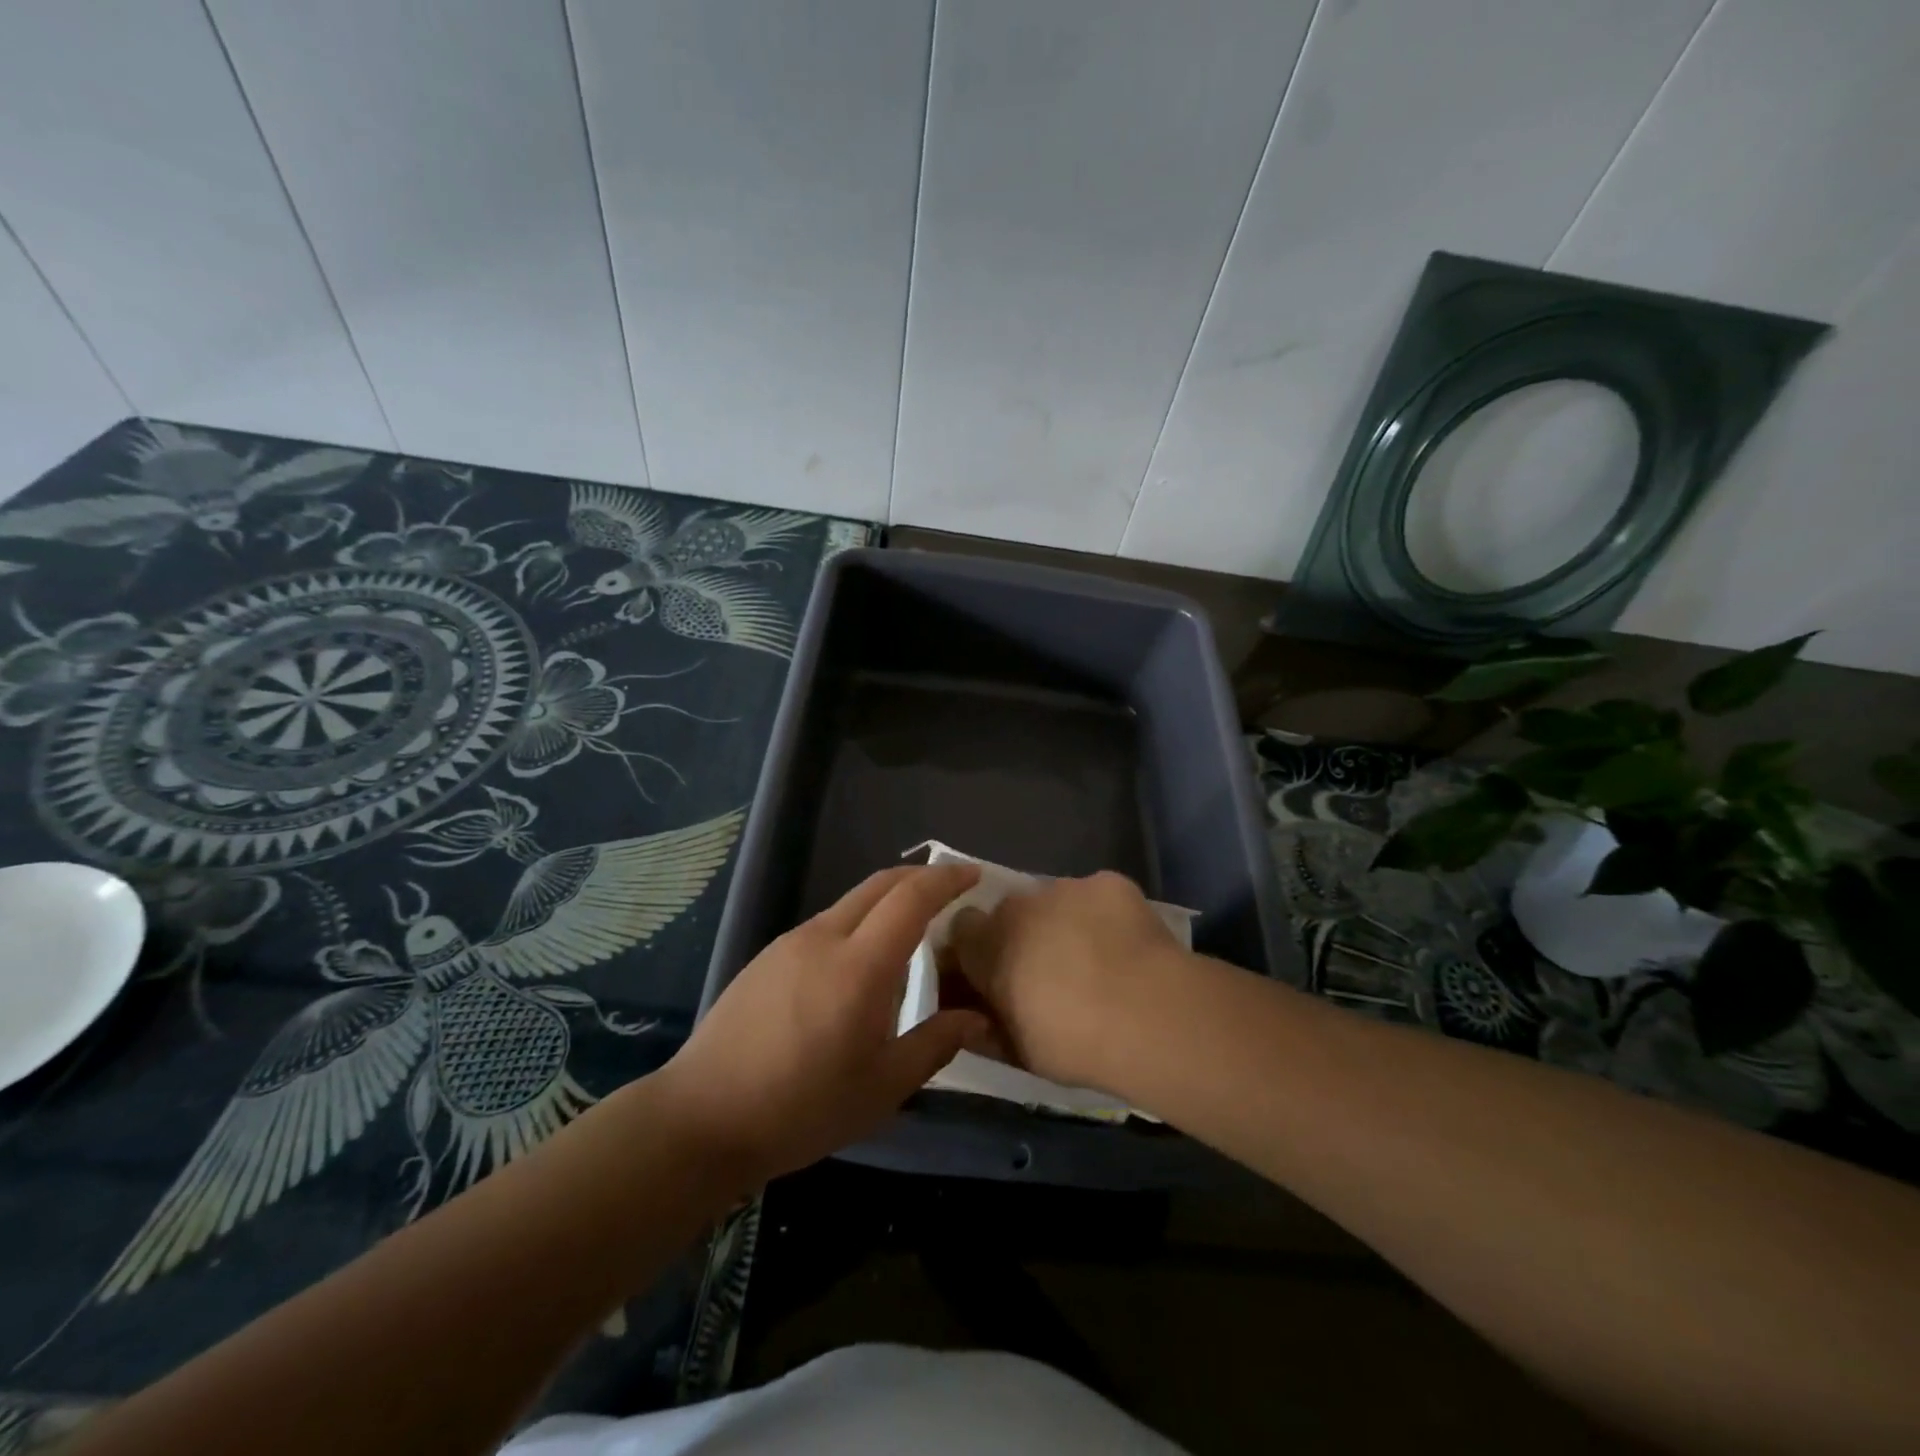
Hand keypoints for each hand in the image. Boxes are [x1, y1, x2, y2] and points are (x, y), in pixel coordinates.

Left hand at [655, 863, 988, 1189]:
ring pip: (851, 902)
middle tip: (951, 890)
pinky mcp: (768, 956)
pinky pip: (827, 923)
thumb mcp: (881, 1088)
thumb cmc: (801, 1108)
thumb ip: (934, 1044)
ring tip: (910, 932)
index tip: (974, 874)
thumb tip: (976, 1018)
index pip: (911, 898)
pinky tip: (859, 964)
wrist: (702, 1117)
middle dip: (920, 877)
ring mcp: (791, 943)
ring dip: (887, 901)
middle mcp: (825, 937)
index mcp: (859, 966)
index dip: (946, 879)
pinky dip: (859, 922)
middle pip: (880, 884)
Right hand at [945, 870, 1187, 1093]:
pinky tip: (1127, 945)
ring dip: (1064, 922)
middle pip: (1011, 911)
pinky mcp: (1108, 881)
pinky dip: (1105, 914)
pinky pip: (1097, 895)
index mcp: (986, 944)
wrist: (1147, 1015)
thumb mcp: (1018, 1052)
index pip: (963, 928)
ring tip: (1097, 959)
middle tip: (1051, 971)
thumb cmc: (1073, 1043)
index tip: (996, 973)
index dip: (979, 948)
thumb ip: (987, 1028)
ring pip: (1055, 900)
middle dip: (1024, 934)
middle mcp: (1018, 905)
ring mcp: (1065, 887)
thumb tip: (970, 1019)